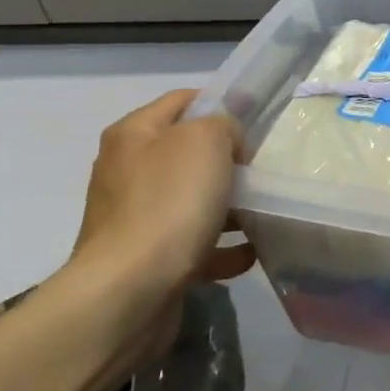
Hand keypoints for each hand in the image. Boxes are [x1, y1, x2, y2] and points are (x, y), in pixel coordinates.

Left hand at [66, 90, 254, 299]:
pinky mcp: (145, 258)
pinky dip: (222, 247)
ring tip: (263, 213)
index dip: (221, 103)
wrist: (130, 290)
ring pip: (193, 200)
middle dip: (229, 160)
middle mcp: (126, 171)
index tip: (257, 120)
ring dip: (230, 206)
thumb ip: (224, 125)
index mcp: (133, 135)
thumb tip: (226, 143)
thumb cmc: (169, 203)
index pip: (183, 100)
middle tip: (261, 169)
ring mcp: (134, 217)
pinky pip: (193, 243)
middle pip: (189, 153)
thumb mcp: (206, 140)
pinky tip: (248, 252)